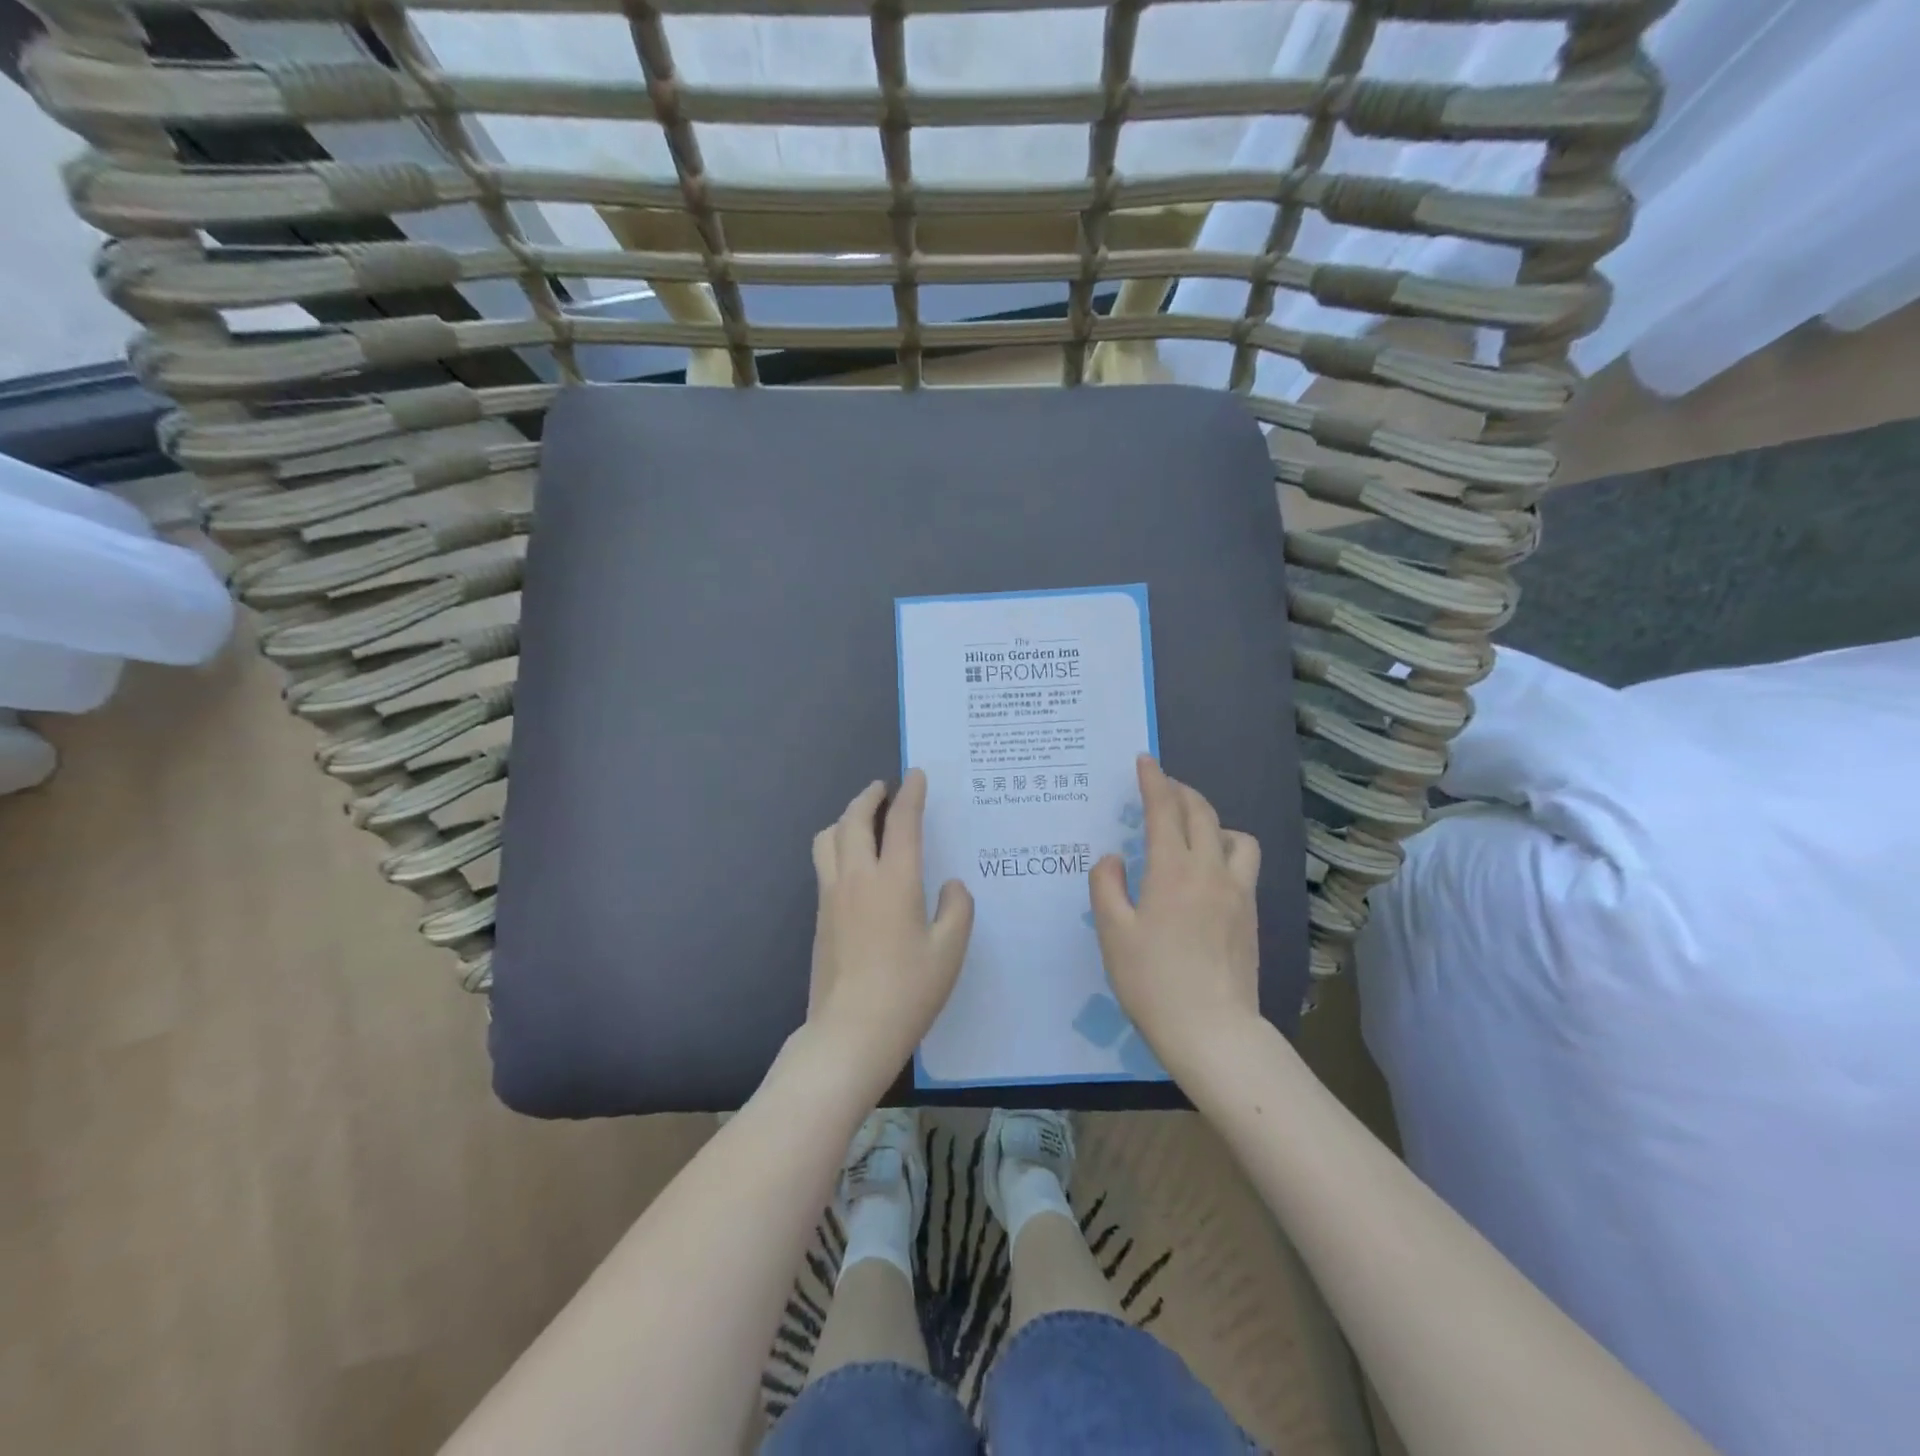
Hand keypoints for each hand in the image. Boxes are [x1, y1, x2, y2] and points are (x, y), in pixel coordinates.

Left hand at [806, 769, 974, 1095]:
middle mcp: (857, 877)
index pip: (902, 822)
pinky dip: (838, 845)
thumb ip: (957, 909)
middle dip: (869, 797)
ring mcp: (831, 896)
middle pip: (854, 819)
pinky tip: (854, 862)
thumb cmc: (908, 991)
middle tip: (884, 790)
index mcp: (894, 880)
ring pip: (829, 838)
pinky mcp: (819, 916)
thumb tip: (950, 885)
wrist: (850, 1032)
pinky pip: (824, 863)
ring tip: (864, 821)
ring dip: (846, 819)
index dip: (911, 793)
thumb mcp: (950, 951)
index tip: (916, 775)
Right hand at [1089, 756, 1261, 1073]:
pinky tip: (1208, 873)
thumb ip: (1106, 887)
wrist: (1212, 1032)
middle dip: (1181, 792)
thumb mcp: (1113, 933)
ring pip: (1236, 836)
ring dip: (1213, 821)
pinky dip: (1227, 850)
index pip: (1165, 809)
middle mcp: (1212, 871)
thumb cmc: (1153, 982)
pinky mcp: (1252, 916)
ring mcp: (1239, 893)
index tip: (1145, 760)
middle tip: (1161, 787)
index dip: (1154, 780)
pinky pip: (1244, 865)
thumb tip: (1113, 859)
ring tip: (1192, 832)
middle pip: (1203, 814)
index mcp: (1174, 870)